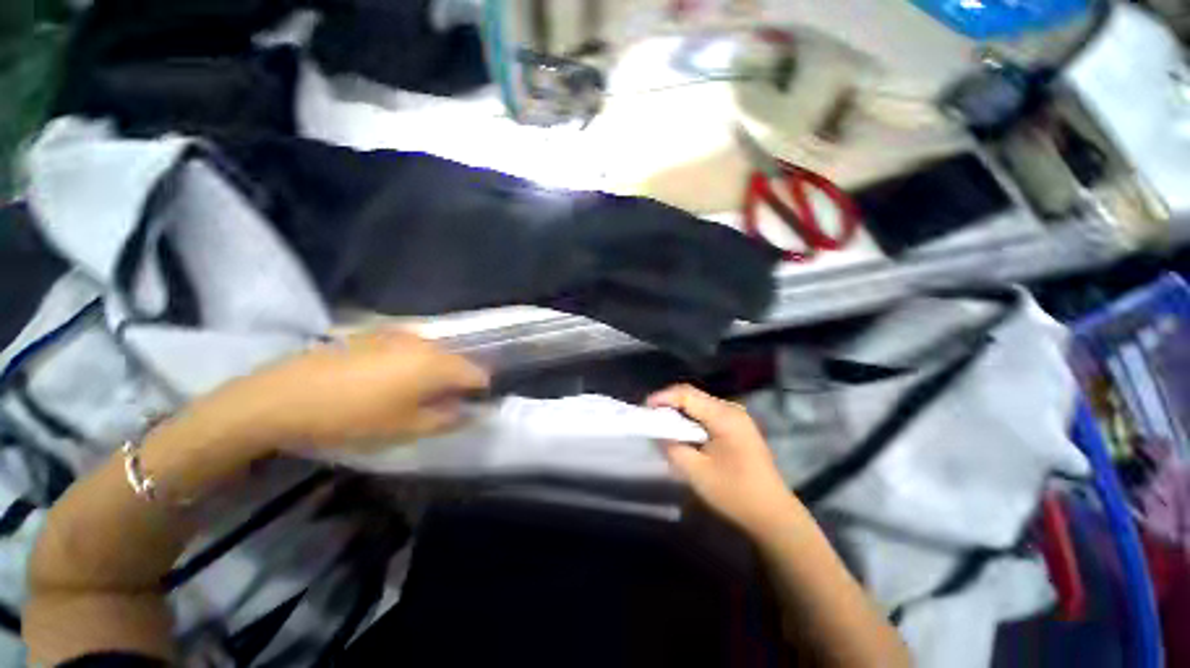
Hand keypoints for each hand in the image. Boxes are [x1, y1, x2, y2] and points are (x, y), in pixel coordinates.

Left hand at [213, 329, 489, 450]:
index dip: (479, 391)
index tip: (470, 407)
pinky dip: (412, 361)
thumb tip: (470, 412)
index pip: (477, 373)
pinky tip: (389, 378)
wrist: (286, 396)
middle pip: (456, 360)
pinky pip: (410, 346)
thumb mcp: (406, 427)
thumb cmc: (353, 417)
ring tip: (414, 393)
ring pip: (433, 352)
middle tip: (440, 405)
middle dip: (456, 381)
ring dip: (434, 371)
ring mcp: (399, 334)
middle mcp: (425, 343)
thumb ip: (447, 419)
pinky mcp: (376, 333)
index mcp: (437, 364)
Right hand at [648, 384, 801, 534]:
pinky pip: (707, 414)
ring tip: (661, 423)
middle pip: (693, 395)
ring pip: (699, 404)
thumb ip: (673, 447)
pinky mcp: (736, 427)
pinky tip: (682, 432)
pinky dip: (690, 419)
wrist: (772, 514)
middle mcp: (731, 409)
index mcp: (724, 416)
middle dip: (669, 403)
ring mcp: (736, 418)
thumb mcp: (696, 472)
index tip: (644, 408)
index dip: (663, 397)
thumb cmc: (735, 493)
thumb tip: (657, 432)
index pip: (687, 395)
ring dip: (679, 411)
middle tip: (650, 416)